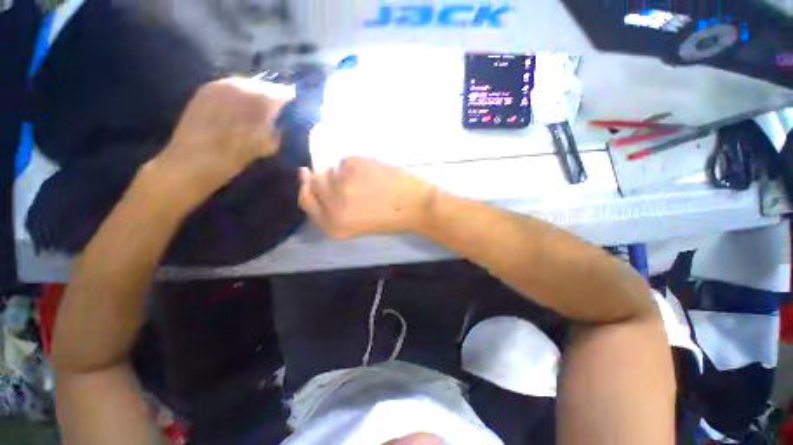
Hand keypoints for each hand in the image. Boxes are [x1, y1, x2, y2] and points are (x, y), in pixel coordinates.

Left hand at [151, 77, 288, 202]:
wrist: (193, 161)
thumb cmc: (235, 156)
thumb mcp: (267, 146)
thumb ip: (277, 130)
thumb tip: (280, 121)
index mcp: (258, 100)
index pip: (280, 92)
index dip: (289, 99)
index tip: (294, 105)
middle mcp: (239, 85)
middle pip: (261, 85)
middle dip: (270, 96)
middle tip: (276, 109)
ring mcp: (219, 85)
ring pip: (244, 84)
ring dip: (253, 95)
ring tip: (257, 109)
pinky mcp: (205, 90)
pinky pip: (228, 87)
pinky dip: (237, 96)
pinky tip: (238, 109)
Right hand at [298, 157, 436, 238]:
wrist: (415, 204)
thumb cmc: (390, 217)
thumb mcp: (357, 223)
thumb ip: (334, 208)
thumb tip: (314, 180)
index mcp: (335, 226)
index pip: (307, 202)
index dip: (306, 189)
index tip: (308, 177)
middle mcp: (333, 206)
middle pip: (313, 183)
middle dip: (324, 178)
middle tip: (344, 177)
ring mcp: (343, 184)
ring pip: (330, 169)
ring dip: (343, 172)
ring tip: (366, 179)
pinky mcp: (354, 164)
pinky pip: (346, 160)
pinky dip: (356, 164)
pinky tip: (373, 172)